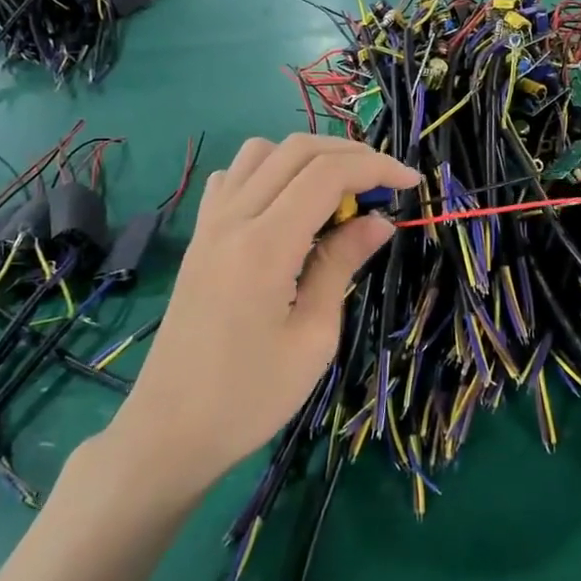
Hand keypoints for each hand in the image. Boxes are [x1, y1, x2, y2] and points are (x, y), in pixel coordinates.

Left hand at [108, 135, 417, 487]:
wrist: (170, 430)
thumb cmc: (250, 396)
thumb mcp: (313, 337)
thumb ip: (341, 266)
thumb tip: (378, 221)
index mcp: (265, 245)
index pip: (326, 173)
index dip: (375, 167)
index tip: (410, 182)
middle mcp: (233, 219)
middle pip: (296, 150)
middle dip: (349, 155)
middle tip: (384, 185)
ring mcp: (209, 225)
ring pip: (261, 152)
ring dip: (307, 158)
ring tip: (338, 192)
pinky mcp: (199, 238)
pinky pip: (233, 178)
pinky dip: (269, 172)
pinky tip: (287, 207)